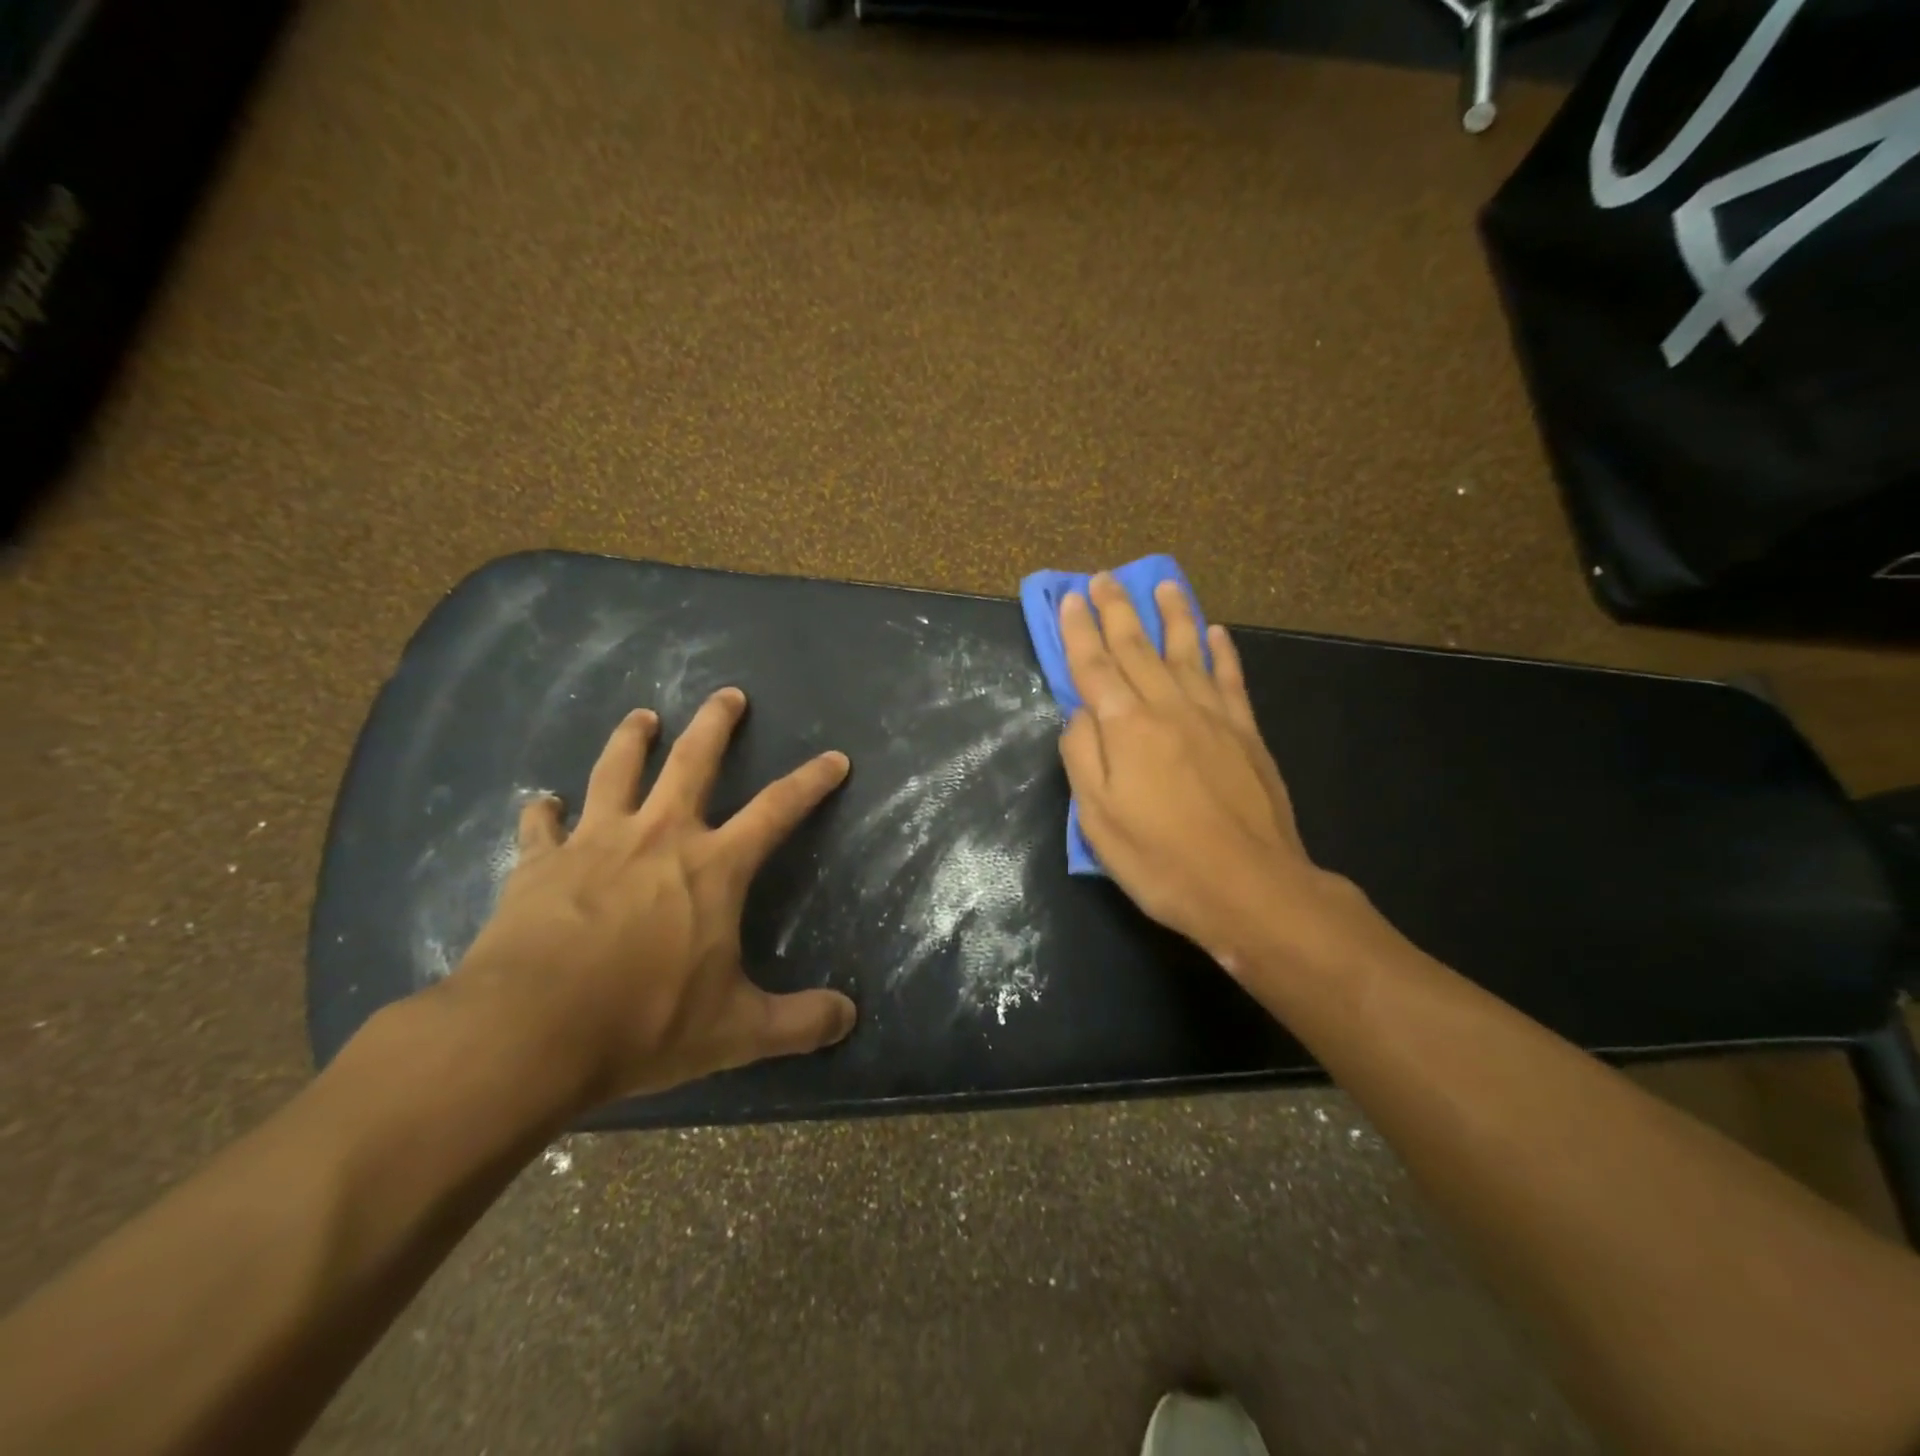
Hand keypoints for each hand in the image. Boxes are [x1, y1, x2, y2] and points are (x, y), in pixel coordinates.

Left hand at [448, 688, 856, 1109]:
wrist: (528, 1033)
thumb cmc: (643, 1022)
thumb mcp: (736, 1031)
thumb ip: (799, 1022)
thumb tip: (850, 1018)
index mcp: (713, 866)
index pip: (778, 810)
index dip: (811, 781)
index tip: (834, 758)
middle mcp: (659, 836)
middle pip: (692, 760)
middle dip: (716, 723)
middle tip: (728, 694)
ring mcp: (594, 843)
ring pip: (617, 770)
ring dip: (631, 738)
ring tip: (642, 715)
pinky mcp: (537, 864)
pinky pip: (540, 825)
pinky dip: (543, 811)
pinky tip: (541, 802)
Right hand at [1058, 574, 1359, 976]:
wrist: (1250, 887)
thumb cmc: (1161, 860)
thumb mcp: (1098, 820)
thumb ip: (1083, 758)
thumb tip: (1079, 714)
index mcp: (1127, 728)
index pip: (1095, 667)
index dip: (1079, 632)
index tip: (1070, 599)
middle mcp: (1169, 707)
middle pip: (1137, 648)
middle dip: (1117, 610)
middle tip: (1104, 577)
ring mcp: (1213, 717)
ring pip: (1187, 651)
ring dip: (1172, 615)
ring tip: (1163, 584)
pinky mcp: (1247, 733)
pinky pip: (1231, 680)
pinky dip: (1221, 652)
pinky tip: (1215, 633)